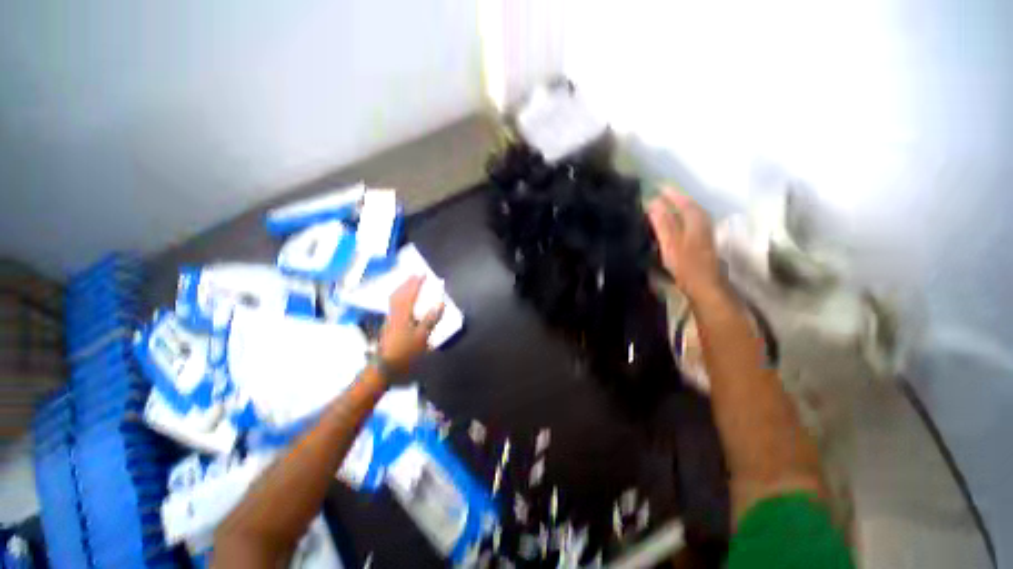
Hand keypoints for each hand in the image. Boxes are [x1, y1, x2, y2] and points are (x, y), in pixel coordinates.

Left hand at [377, 276, 443, 380]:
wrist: (384, 368)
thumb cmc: (405, 352)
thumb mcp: (422, 337)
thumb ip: (430, 319)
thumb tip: (440, 302)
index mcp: (403, 314)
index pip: (410, 294)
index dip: (417, 283)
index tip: (423, 273)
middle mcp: (394, 313)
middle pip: (398, 294)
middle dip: (407, 283)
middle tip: (414, 275)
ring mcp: (390, 320)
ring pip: (394, 299)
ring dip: (402, 289)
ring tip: (408, 284)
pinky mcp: (388, 326)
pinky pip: (393, 305)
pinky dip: (399, 298)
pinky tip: (402, 302)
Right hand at [647, 188, 722, 299]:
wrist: (705, 286)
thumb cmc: (686, 265)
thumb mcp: (670, 243)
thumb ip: (663, 223)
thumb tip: (654, 203)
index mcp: (695, 220)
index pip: (683, 201)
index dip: (670, 194)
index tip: (657, 188)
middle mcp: (702, 223)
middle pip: (690, 206)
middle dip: (676, 199)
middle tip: (661, 195)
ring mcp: (704, 233)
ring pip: (692, 214)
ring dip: (679, 208)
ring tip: (666, 206)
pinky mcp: (702, 242)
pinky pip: (691, 223)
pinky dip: (682, 219)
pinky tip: (675, 223)